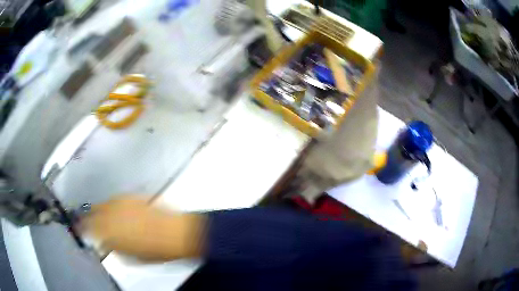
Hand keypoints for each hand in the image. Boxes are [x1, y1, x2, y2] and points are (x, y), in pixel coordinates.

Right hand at [82, 196, 203, 260]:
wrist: (174, 234)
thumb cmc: (153, 251)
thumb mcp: (129, 257)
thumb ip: (112, 247)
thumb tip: (104, 242)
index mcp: (108, 230)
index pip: (87, 227)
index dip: (82, 228)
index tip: (79, 230)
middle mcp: (110, 212)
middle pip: (92, 212)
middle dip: (88, 218)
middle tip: (87, 223)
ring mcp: (120, 202)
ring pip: (102, 204)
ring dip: (99, 211)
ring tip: (100, 217)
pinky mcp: (130, 196)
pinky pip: (115, 200)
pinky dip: (111, 206)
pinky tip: (114, 210)